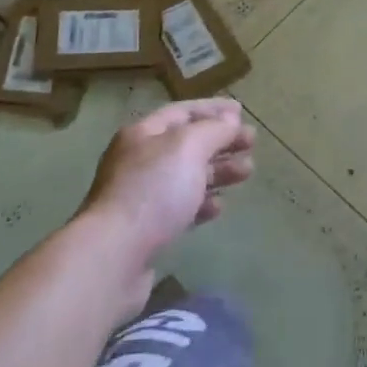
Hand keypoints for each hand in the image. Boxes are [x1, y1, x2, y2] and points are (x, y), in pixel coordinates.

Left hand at [79, 99, 255, 269]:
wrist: (113, 256)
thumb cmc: (152, 191)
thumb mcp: (187, 148)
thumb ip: (213, 130)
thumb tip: (231, 118)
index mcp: (144, 134)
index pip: (183, 111)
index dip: (213, 109)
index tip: (242, 112)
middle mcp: (140, 160)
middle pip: (186, 143)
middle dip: (220, 141)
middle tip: (252, 143)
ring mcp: (141, 196)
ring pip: (186, 176)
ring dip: (218, 171)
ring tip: (247, 172)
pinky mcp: (146, 229)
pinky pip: (180, 207)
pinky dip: (202, 203)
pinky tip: (219, 207)